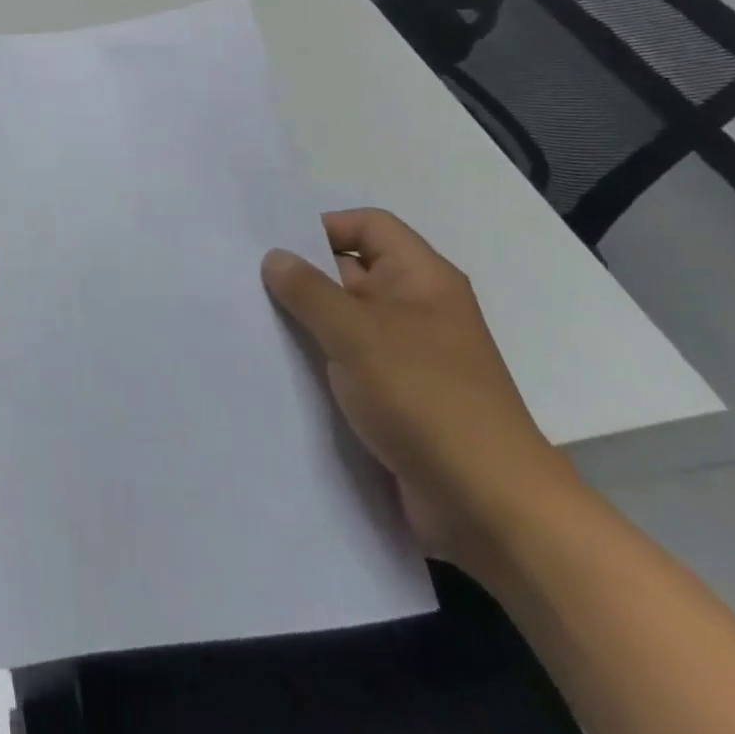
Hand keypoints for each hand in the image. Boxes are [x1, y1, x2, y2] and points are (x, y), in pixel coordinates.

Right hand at [261, 208, 575, 573]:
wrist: (489, 507)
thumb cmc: (427, 400)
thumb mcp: (358, 335)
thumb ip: (309, 291)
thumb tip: (274, 257)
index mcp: (422, 279)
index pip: (369, 226)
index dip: (324, 228)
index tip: (274, 247)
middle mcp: (416, 308)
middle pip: (351, 271)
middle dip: (302, 275)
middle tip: (245, 280)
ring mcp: (407, 355)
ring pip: (345, 320)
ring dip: (304, 321)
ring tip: (250, 320)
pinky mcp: (396, 396)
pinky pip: (348, 361)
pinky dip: (317, 359)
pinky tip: (276, 365)